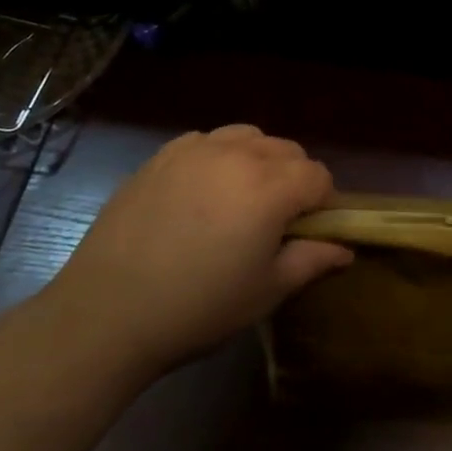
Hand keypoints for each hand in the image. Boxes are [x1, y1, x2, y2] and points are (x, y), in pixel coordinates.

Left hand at [50, 125, 350, 373]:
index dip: (323, 202)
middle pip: (287, 150)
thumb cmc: (197, 308)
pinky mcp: (162, 156)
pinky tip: (202, 193)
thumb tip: (344, 249)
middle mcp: (237, 155)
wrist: (107, 313)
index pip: (318, 176)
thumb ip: (311, 260)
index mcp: (270, 188)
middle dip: (294, 178)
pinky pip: (207, 141)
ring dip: (258, 161)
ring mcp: (196, 150)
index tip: (310, 231)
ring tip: (240, 199)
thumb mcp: (265, 292)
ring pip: (248, 137)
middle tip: (276, 220)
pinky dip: (218, 157)